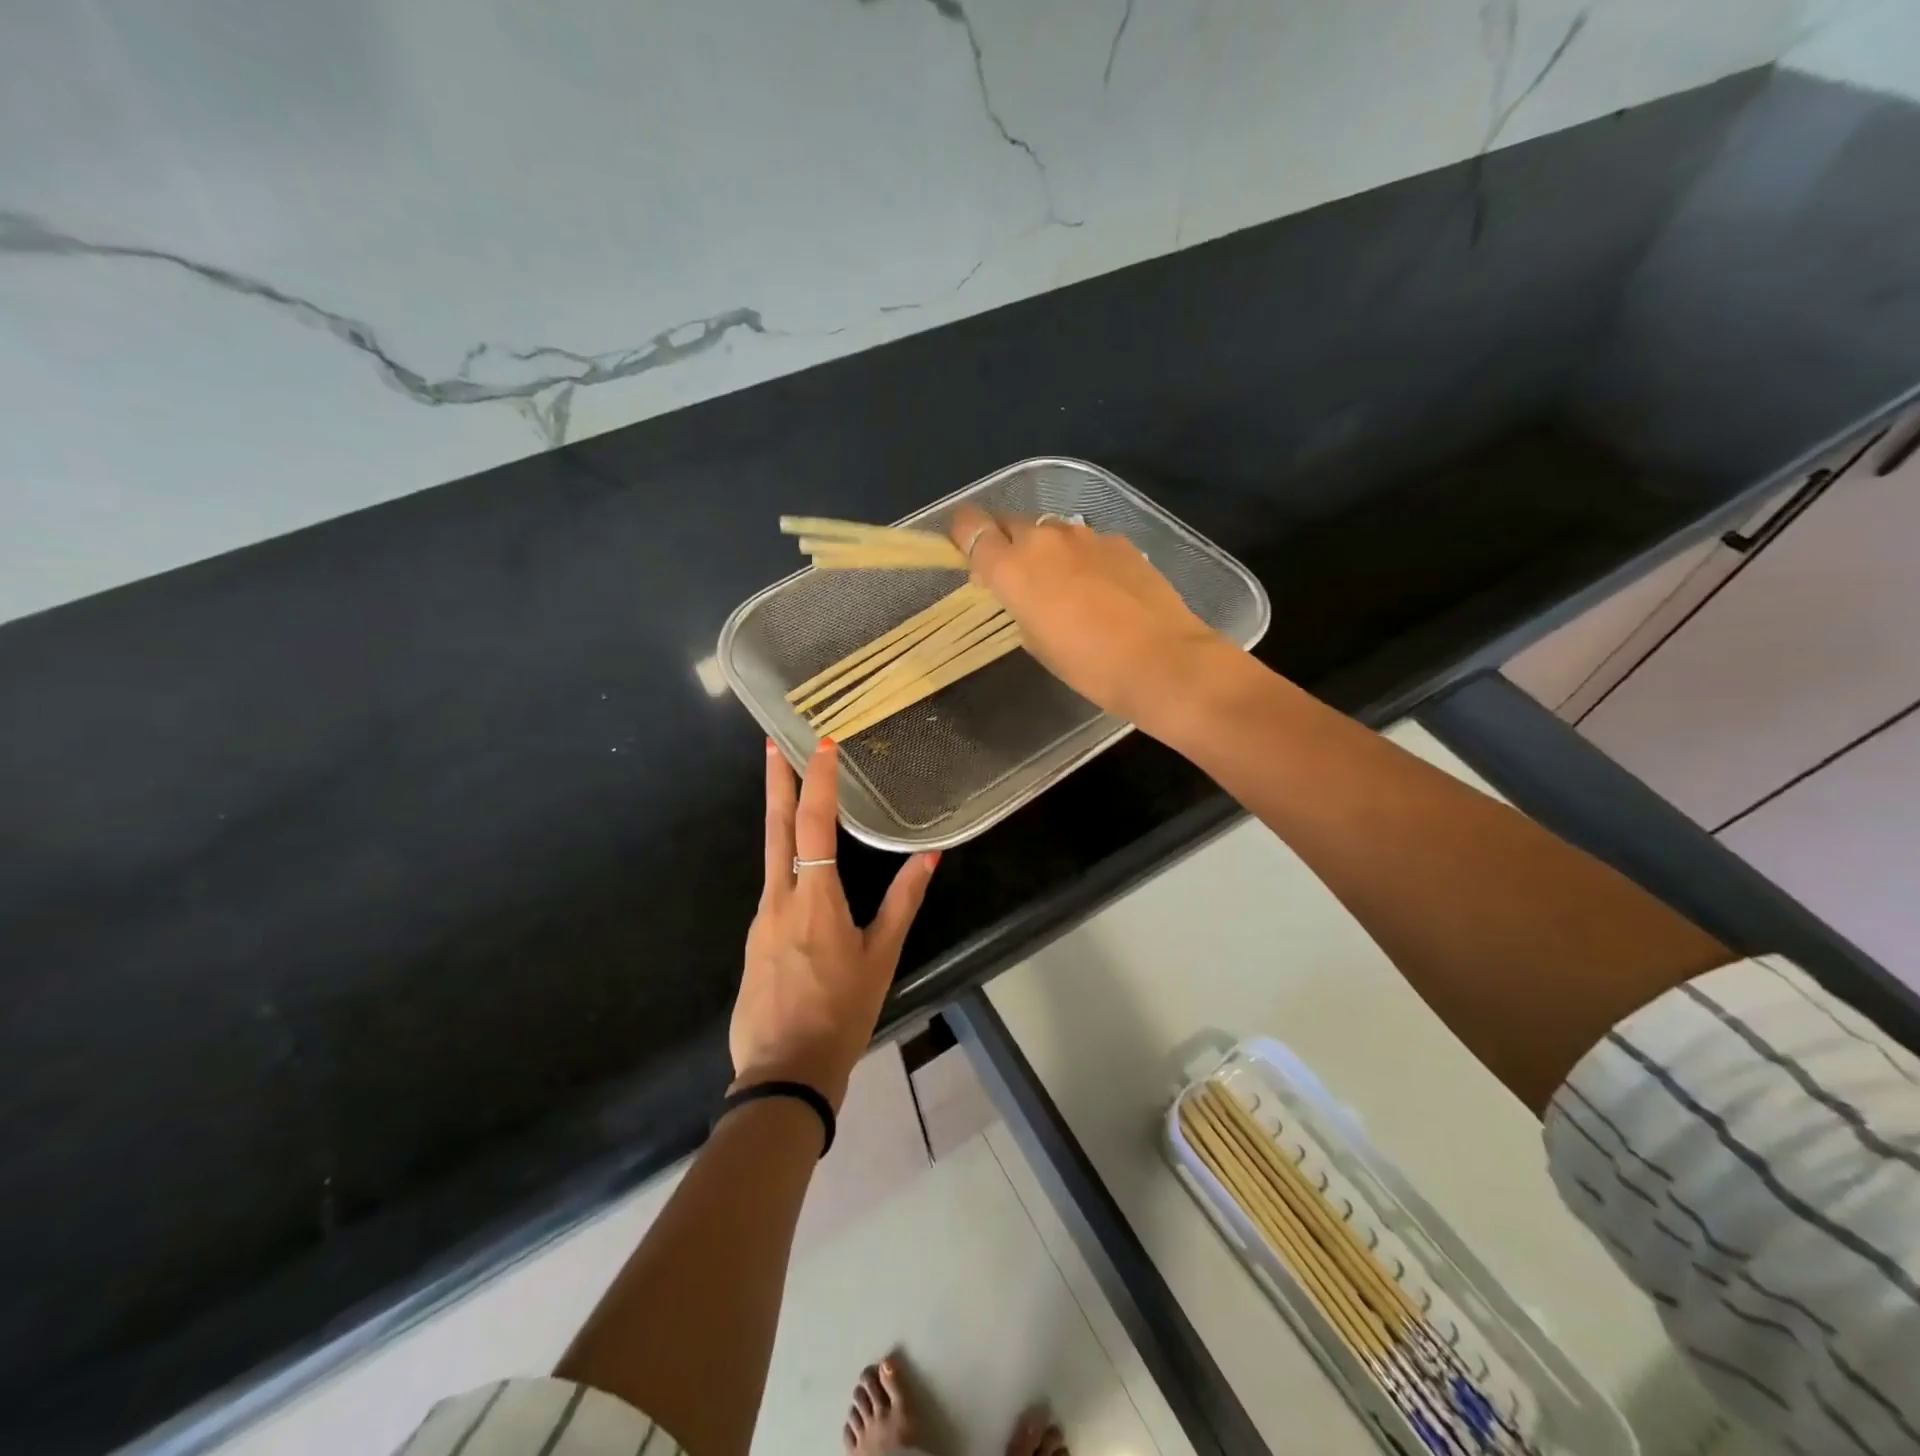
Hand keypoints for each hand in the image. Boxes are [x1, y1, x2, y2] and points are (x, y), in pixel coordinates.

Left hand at [733, 737, 939, 1109]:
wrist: (784, 1072)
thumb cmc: (842, 1013)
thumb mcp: (881, 957)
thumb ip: (904, 901)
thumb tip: (929, 855)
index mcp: (815, 899)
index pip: (813, 825)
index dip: (819, 782)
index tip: (821, 745)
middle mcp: (779, 898)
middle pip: (775, 827)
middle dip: (776, 781)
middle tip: (772, 742)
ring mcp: (760, 919)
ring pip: (771, 856)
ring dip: (780, 818)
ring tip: (791, 791)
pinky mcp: (753, 939)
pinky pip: (772, 889)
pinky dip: (784, 863)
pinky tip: (800, 874)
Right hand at [948, 504, 1236, 730]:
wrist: (1161, 661)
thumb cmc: (1087, 665)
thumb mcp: (1035, 641)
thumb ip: (1017, 605)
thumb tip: (1022, 591)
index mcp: (1012, 566)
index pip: (970, 526)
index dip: (964, 535)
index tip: (969, 554)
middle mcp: (1044, 538)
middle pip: (1009, 522)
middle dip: (1005, 543)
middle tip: (1015, 577)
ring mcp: (1086, 535)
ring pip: (1050, 530)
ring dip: (1045, 550)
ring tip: (1062, 585)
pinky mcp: (1120, 541)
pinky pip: (1086, 542)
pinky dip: (1082, 558)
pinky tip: (1100, 589)